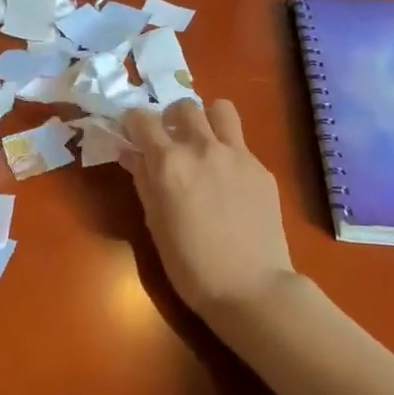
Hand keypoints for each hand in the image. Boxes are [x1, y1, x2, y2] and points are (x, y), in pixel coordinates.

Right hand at [121, 99, 298, 320]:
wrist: (251, 288)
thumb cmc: (191, 266)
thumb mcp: (155, 224)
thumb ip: (143, 181)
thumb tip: (131, 154)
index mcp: (169, 162)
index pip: (142, 119)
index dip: (132, 122)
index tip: (131, 133)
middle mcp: (202, 147)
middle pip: (184, 106)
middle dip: (171, 118)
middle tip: (170, 141)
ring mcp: (237, 154)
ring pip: (220, 109)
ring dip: (207, 120)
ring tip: (204, 143)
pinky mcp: (261, 168)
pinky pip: (241, 143)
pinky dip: (229, 151)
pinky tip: (229, 181)